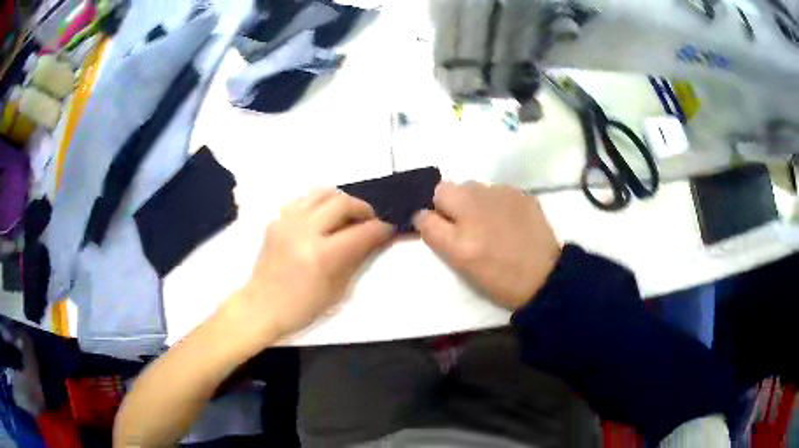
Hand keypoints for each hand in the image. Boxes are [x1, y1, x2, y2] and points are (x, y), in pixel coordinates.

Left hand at [229, 189, 393, 342]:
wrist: (261, 306)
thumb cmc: (302, 307)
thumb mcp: (337, 289)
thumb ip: (356, 258)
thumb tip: (374, 238)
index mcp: (322, 255)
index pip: (361, 232)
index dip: (380, 229)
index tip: (388, 229)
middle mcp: (304, 230)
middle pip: (342, 202)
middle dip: (362, 209)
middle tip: (368, 221)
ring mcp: (287, 221)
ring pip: (322, 192)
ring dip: (341, 200)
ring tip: (346, 215)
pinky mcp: (276, 220)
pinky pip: (303, 200)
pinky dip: (319, 204)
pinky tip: (321, 218)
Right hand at [413, 182, 560, 309]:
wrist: (545, 276)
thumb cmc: (500, 280)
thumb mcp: (462, 266)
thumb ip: (439, 236)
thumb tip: (426, 215)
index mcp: (460, 236)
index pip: (426, 212)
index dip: (427, 218)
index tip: (436, 226)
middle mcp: (476, 209)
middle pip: (445, 189)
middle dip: (447, 203)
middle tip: (462, 222)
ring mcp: (500, 196)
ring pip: (471, 187)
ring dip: (471, 200)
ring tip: (487, 220)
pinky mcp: (518, 193)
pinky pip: (494, 190)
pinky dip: (494, 201)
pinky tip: (506, 218)